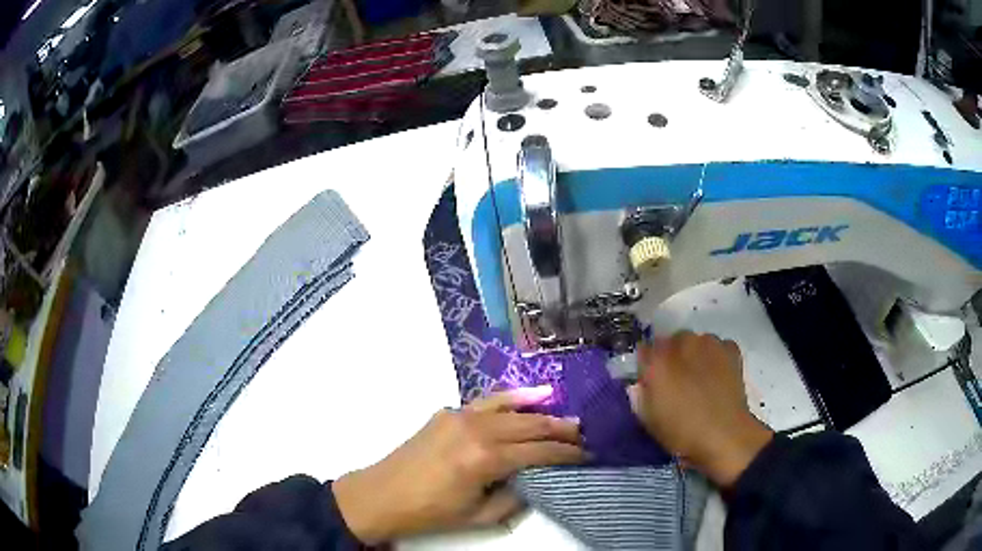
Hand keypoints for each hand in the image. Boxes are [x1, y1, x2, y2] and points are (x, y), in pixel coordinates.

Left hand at [332, 386, 585, 542]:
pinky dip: (513, 398)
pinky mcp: (448, 412)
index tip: (587, 454)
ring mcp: (460, 415)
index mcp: (486, 459)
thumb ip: (515, 496)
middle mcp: (477, 430)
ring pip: (513, 408)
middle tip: (583, 434)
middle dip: (561, 430)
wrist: (382, 495)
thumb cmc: (430, 512)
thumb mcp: (480, 516)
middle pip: (531, 425)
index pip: (539, 452)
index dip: (567, 453)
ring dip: (542, 412)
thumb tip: (536, 480)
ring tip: (567, 417)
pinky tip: (533, 394)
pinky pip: (487, 401)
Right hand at [629, 331, 772, 487]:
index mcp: (657, 361)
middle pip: (671, 341)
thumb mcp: (650, 421)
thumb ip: (640, 396)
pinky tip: (717, 375)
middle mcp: (682, 344)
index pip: (644, 350)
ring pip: (696, 341)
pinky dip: (716, 356)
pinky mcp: (730, 349)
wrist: (725, 435)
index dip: (646, 365)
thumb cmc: (682, 433)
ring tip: (699, 378)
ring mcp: (709, 343)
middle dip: (671, 357)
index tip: (650, 380)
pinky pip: (718, 347)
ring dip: (694, 354)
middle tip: (675, 381)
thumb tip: (639, 384)